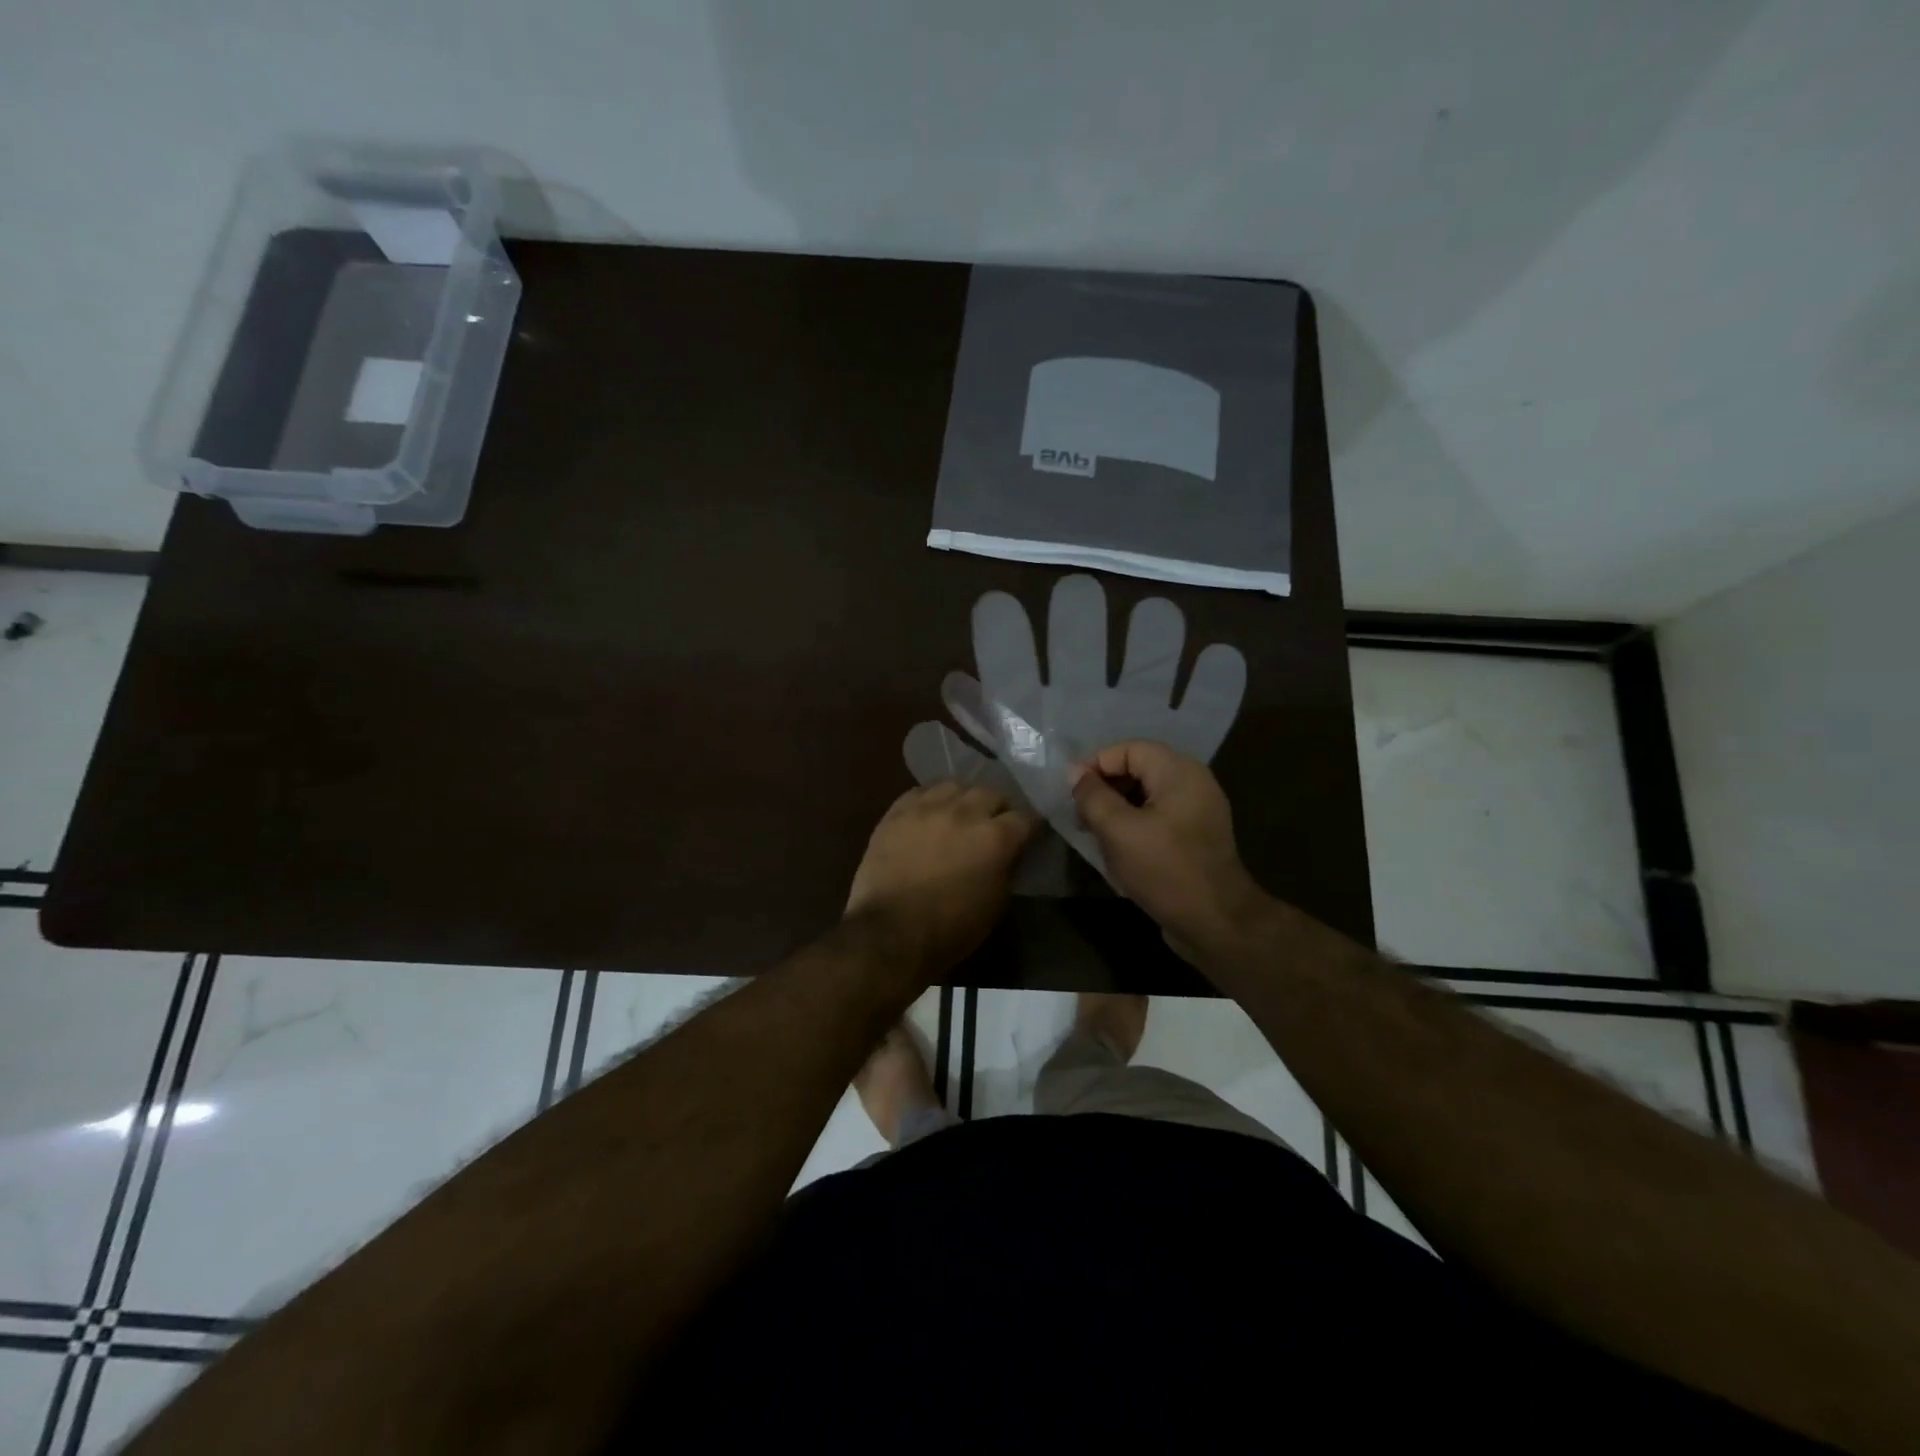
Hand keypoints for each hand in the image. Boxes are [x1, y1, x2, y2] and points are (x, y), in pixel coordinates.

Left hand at [845, 784, 1037, 975]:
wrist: (891, 932)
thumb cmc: (950, 928)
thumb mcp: (995, 903)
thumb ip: (1006, 867)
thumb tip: (1009, 851)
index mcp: (995, 837)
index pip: (1025, 817)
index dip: (1029, 826)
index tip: (1028, 834)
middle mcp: (965, 812)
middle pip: (991, 793)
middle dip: (997, 809)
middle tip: (993, 825)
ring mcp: (928, 807)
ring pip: (956, 786)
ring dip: (963, 800)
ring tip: (959, 815)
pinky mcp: (898, 811)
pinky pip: (921, 792)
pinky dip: (931, 801)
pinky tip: (929, 815)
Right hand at [1070, 740, 1270, 960]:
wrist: (1216, 923)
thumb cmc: (1164, 870)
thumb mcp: (1118, 830)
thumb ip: (1092, 796)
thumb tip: (1075, 774)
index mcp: (1179, 772)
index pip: (1128, 749)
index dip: (1095, 765)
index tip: (1071, 793)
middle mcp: (1193, 783)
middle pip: (1138, 769)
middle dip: (1105, 788)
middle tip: (1080, 816)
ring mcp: (1198, 811)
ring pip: (1147, 795)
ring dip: (1117, 809)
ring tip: (1094, 835)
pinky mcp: (1196, 837)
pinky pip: (1159, 817)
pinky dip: (1134, 825)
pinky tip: (1117, 850)